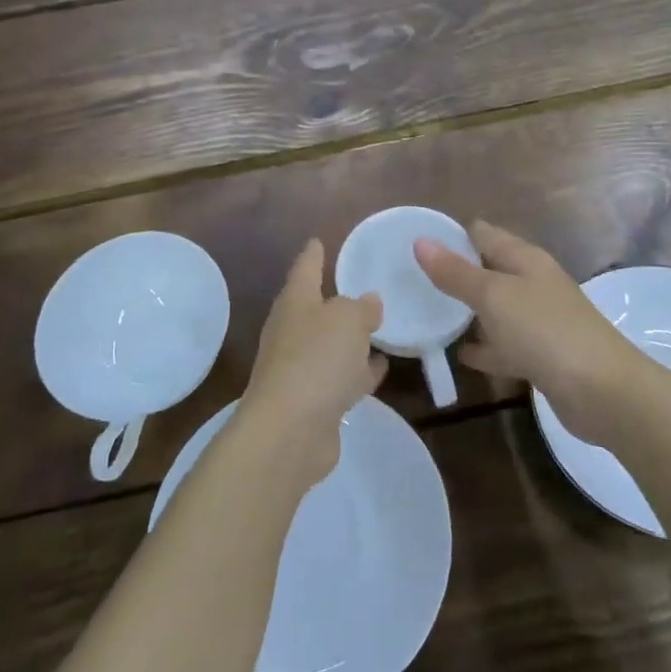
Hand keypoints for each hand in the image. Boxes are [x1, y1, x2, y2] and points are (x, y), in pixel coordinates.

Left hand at [236, 239, 385, 483]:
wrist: (290, 432)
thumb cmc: (316, 359)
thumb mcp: (348, 319)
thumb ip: (361, 307)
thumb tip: (368, 303)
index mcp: (295, 303)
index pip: (305, 268)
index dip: (313, 254)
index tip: (318, 239)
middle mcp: (293, 332)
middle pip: (316, 308)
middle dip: (335, 299)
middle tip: (361, 287)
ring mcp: (300, 369)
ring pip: (331, 345)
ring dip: (350, 339)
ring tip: (380, 329)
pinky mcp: (313, 402)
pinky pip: (340, 377)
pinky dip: (358, 372)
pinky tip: (380, 368)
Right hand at [415, 221, 650, 445]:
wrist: (603, 391)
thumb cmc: (545, 331)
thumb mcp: (494, 296)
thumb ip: (456, 272)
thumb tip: (421, 241)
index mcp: (524, 259)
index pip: (482, 233)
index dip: (451, 235)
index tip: (413, 244)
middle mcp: (532, 283)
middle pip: (488, 270)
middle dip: (454, 274)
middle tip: (411, 282)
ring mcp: (538, 321)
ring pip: (495, 309)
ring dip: (467, 311)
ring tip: (426, 315)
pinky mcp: (541, 356)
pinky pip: (504, 345)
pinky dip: (484, 348)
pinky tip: (459, 355)